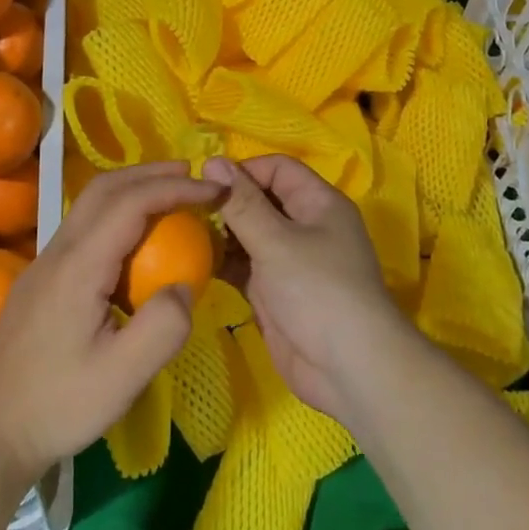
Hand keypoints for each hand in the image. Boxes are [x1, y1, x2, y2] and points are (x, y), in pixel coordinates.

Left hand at [0, 162, 218, 482]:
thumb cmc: (58, 405)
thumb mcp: (123, 377)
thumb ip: (163, 328)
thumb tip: (185, 287)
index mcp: (79, 266)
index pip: (130, 203)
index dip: (175, 188)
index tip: (214, 189)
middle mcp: (58, 251)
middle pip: (104, 189)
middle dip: (151, 173)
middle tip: (193, 175)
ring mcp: (43, 262)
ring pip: (89, 204)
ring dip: (131, 188)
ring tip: (169, 195)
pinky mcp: (40, 279)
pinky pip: (83, 226)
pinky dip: (116, 212)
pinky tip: (134, 239)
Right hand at [203, 155, 409, 423]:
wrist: (348, 369)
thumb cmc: (317, 291)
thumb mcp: (277, 241)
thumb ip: (241, 203)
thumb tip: (212, 161)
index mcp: (318, 203)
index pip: (277, 168)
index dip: (243, 171)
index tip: (205, 184)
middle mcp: (305, 226)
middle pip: (260, 200)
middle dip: (225, 203)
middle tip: (185, 210)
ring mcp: (289, 261)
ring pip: (248, 234)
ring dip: (219, 234)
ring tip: (180, 235)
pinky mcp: (275, 292)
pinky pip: (244, 266)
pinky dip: (222, 263)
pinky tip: (191, 263)